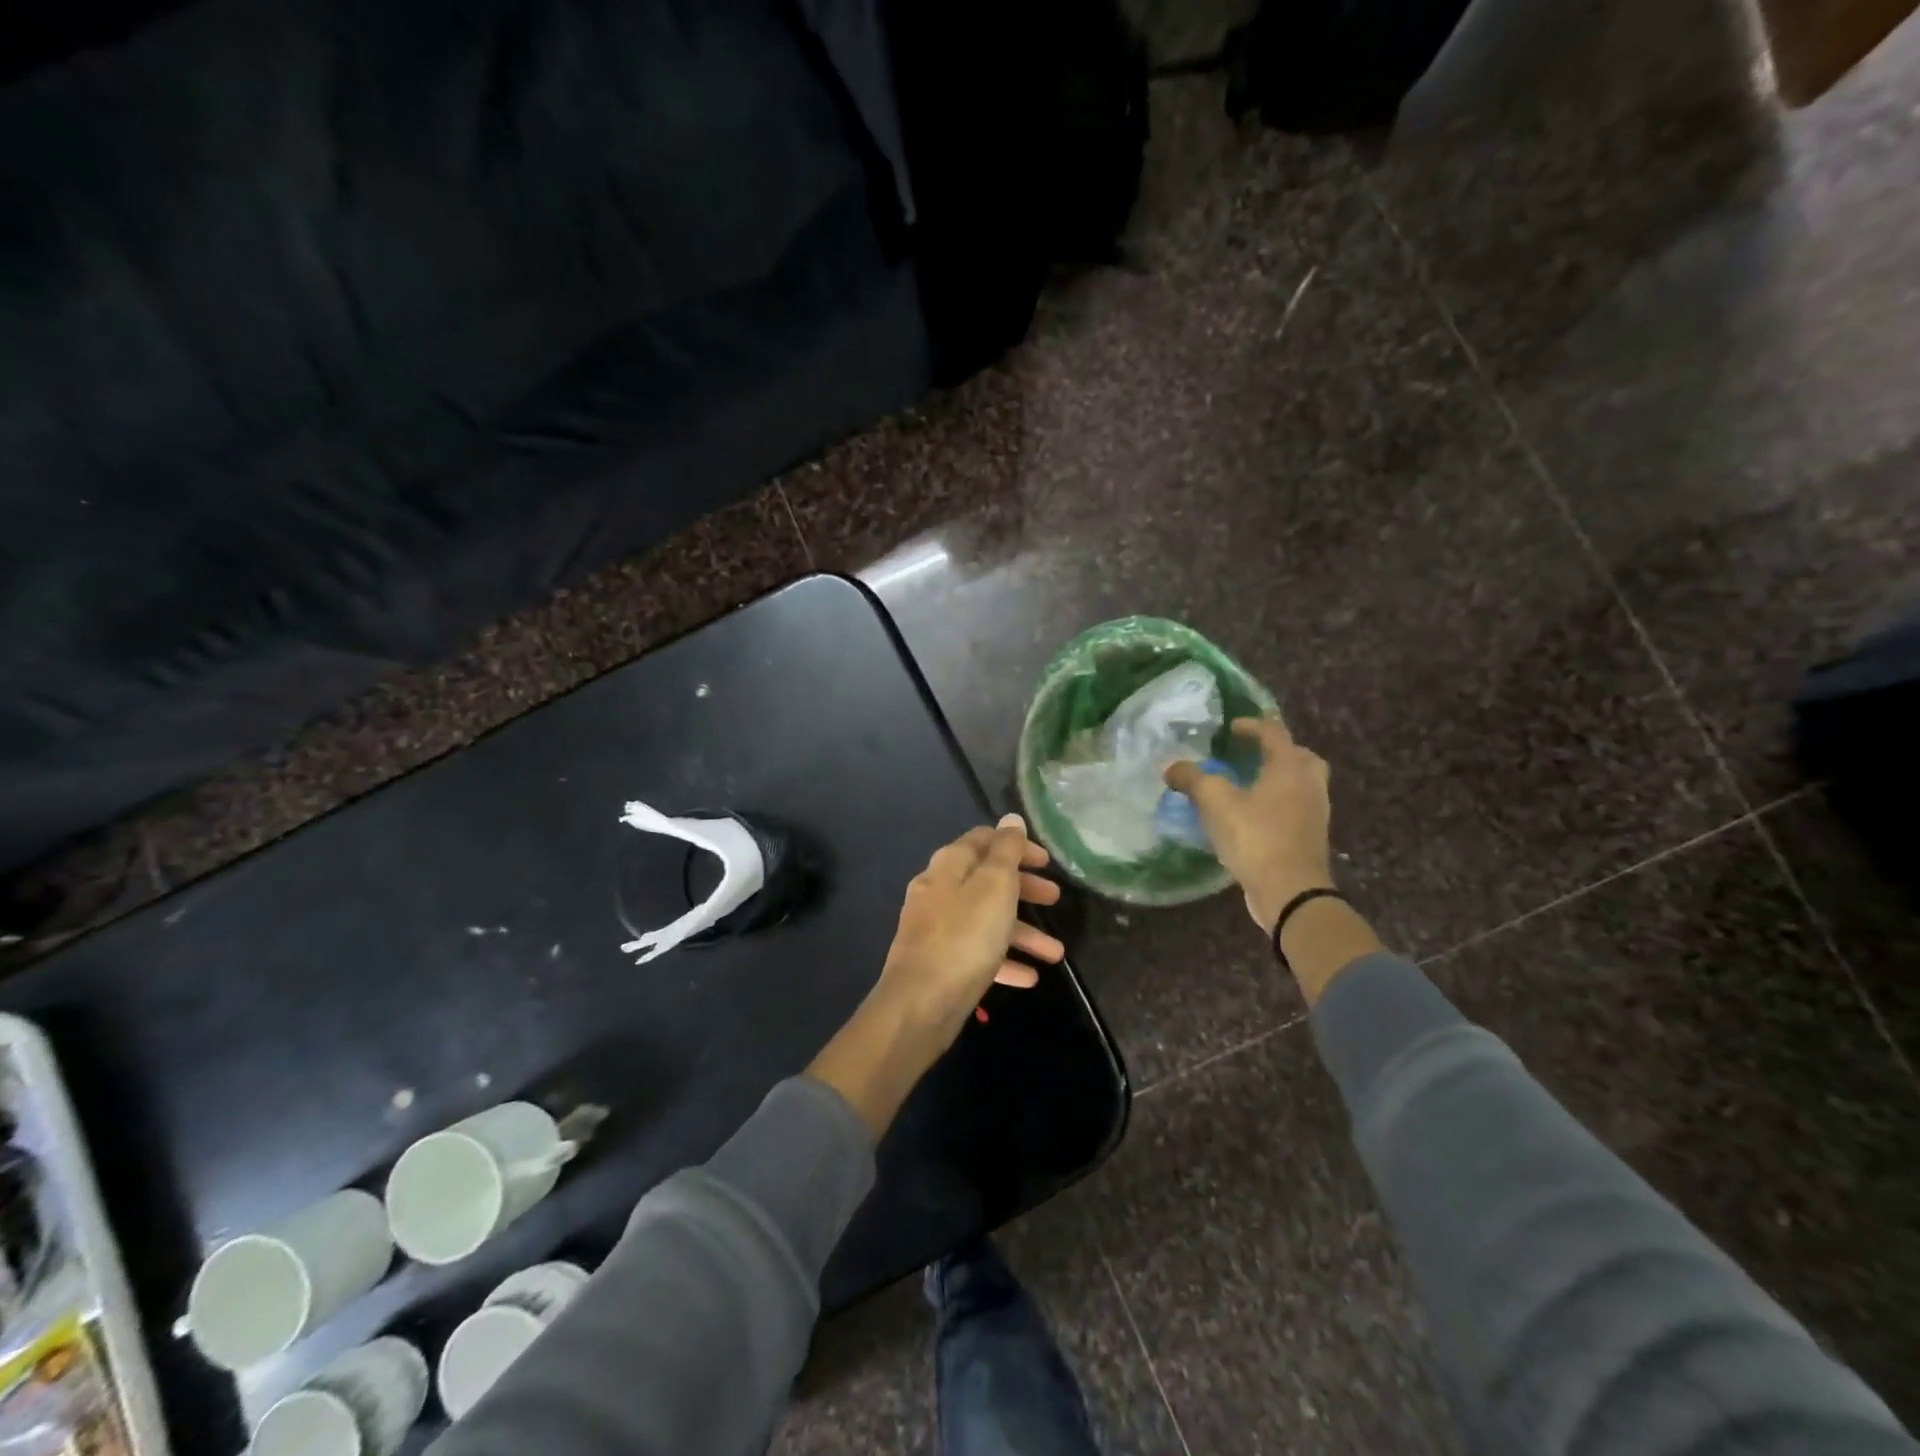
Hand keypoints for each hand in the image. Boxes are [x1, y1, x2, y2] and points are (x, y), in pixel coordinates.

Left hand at [873, 813, 1064, 1044]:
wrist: (920, 1003)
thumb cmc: (965, 936)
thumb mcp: (994, 886)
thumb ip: (1006, 851)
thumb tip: (1011, 819)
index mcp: (949, 865)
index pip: (984, 840)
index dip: (1016, 846)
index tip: (1046, 861)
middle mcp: (939, 890)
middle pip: (987, 880)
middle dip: (1024, 889)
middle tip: (1055, 899)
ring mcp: (937, 927)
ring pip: (986, 920)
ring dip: (1023, 932)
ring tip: (1056, 954)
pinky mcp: (940, 961)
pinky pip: (977, 953)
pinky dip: (1004, 960)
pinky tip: (1029, 978)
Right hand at [1165, 718, 1332, 934]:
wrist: (1290, 892)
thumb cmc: (1255, 837)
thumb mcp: (1215, 802)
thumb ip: (1192, 779)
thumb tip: (1171, 768)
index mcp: (1289, 767)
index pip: (1273, 732)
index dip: (1251, 725)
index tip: (1230, 728)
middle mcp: (1309, 784)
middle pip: (1299, 756)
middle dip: (1276, 751)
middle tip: (1251, 755)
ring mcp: (1315, 813)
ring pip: (1300, 784)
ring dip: (1278, 779)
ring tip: (1248, 786)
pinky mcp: (1310, 838)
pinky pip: (1296, 808)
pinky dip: (1278, 803)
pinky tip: (1253, 816)